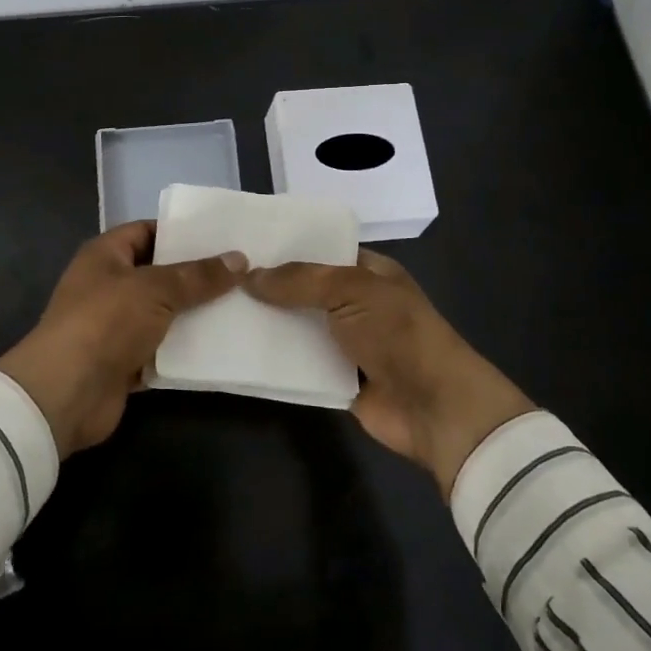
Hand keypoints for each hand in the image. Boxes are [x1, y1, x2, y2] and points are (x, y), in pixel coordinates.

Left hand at [0, 222, 245, 456]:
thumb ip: (198, 276)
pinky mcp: (125, 362)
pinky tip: (223, 344)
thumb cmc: (105, 322)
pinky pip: (163, 349)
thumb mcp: (156, 289)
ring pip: (164, 313)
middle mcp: (108, 286)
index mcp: (106, 255)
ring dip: (195, 314)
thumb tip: (239, 259)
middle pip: (160, 273)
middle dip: (196, 275)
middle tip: (241, 271)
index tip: (221, 236)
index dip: (180, 231)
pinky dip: (186, 348)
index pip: (146, 231)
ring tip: (242, 305)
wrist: (66, 393)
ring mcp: (116, 326)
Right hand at [244, 251, 534, 496]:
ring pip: (297, 326)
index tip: (242, 244)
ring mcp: (345, 342)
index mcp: (368, 271)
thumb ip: (300, 280)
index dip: (285, 247)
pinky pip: (298, 364)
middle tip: (219, 278)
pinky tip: (236, 350)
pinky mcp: (335, 379)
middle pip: (304, 289)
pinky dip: (274, 360)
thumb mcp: (351, 289)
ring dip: (267, 324)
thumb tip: (250, 275)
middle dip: (269, 286)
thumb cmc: (398, 333)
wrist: (434, 407)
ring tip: (216, 311)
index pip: (320, 250)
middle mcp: (355, 303)